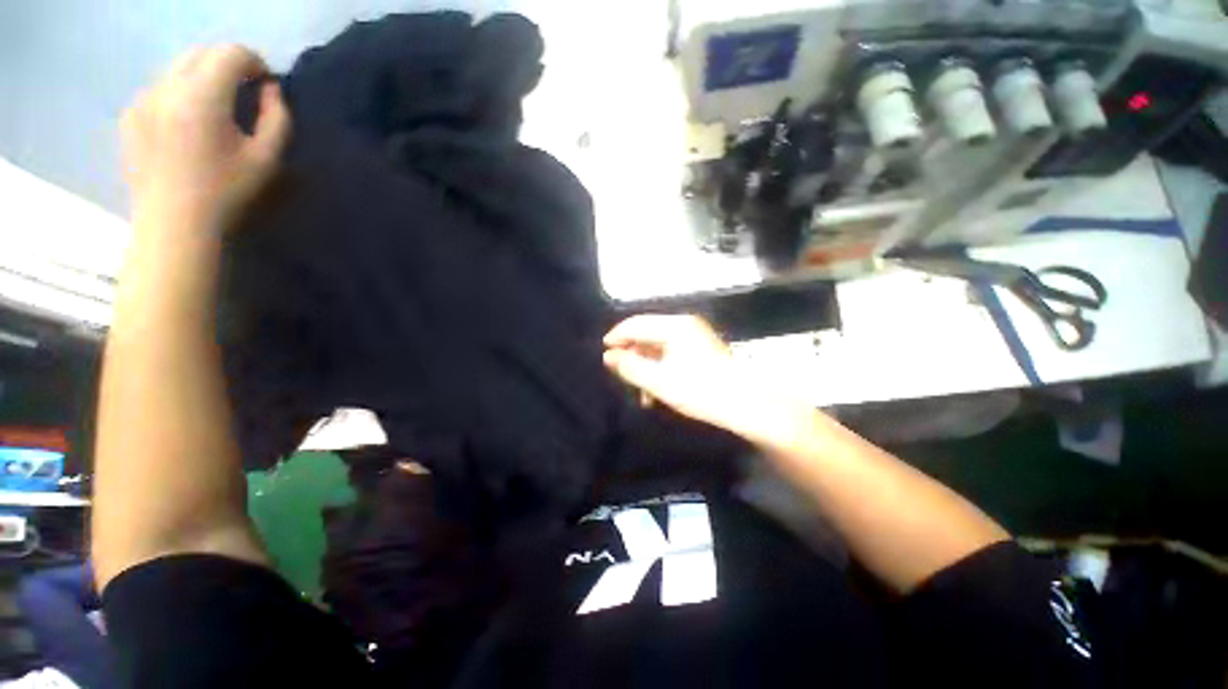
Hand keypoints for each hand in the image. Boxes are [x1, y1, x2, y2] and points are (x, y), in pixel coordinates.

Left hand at [121, 44, 290, 234]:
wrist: (173, 225)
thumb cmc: (227, 193)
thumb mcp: (267, 159)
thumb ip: (277, 118)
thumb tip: (270, 90)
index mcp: (202, 97)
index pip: (231, 53)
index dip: (255, 63)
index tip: (266, 84)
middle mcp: (166, 87)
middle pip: (202, 53)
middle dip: (228, 65)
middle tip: (244, 92)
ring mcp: (142, 99)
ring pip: (178, 68)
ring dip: (203, 78)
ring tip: (215, 109)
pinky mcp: (130, 114)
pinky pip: (160, 88)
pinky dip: (180, 93)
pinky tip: (187, 123)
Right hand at [603, 315, 782, 436]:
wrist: (744, 404)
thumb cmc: (699, 391)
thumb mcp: (659, 381)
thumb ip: (630, 367)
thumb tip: (609, 356)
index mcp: (675, 326)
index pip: (637, 324)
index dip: (617, 337)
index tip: (603, 353)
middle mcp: (685, 325)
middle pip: (647, 334)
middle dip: (633, 355)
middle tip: (622, 375)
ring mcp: (694, 336)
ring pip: (658, 346)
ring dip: (646, 366)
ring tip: (641, 392)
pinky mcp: (700, 349)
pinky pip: (670, 353)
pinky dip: (660, 369)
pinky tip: (656, 390)